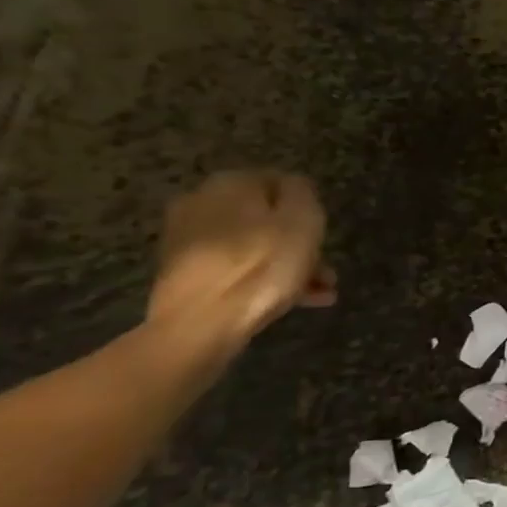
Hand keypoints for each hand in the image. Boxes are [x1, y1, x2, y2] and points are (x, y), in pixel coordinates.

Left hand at [146, 172, 335, 349]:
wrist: (200, 326)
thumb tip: (293, 186)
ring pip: (252, 245)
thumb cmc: (262, 265)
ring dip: (286, 263)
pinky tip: (292, 301)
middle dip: (297, 240)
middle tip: (323, 266)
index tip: (322, 231)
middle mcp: (200, 202)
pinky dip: (262, 279)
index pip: (279, 181)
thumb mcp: (302, 219)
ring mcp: (186, 240)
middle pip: (264, 217)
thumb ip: (302, 192)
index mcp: (229, 183)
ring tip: (319, 292)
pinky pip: (234, 268)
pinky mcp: (183, 274)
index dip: (307, 206)